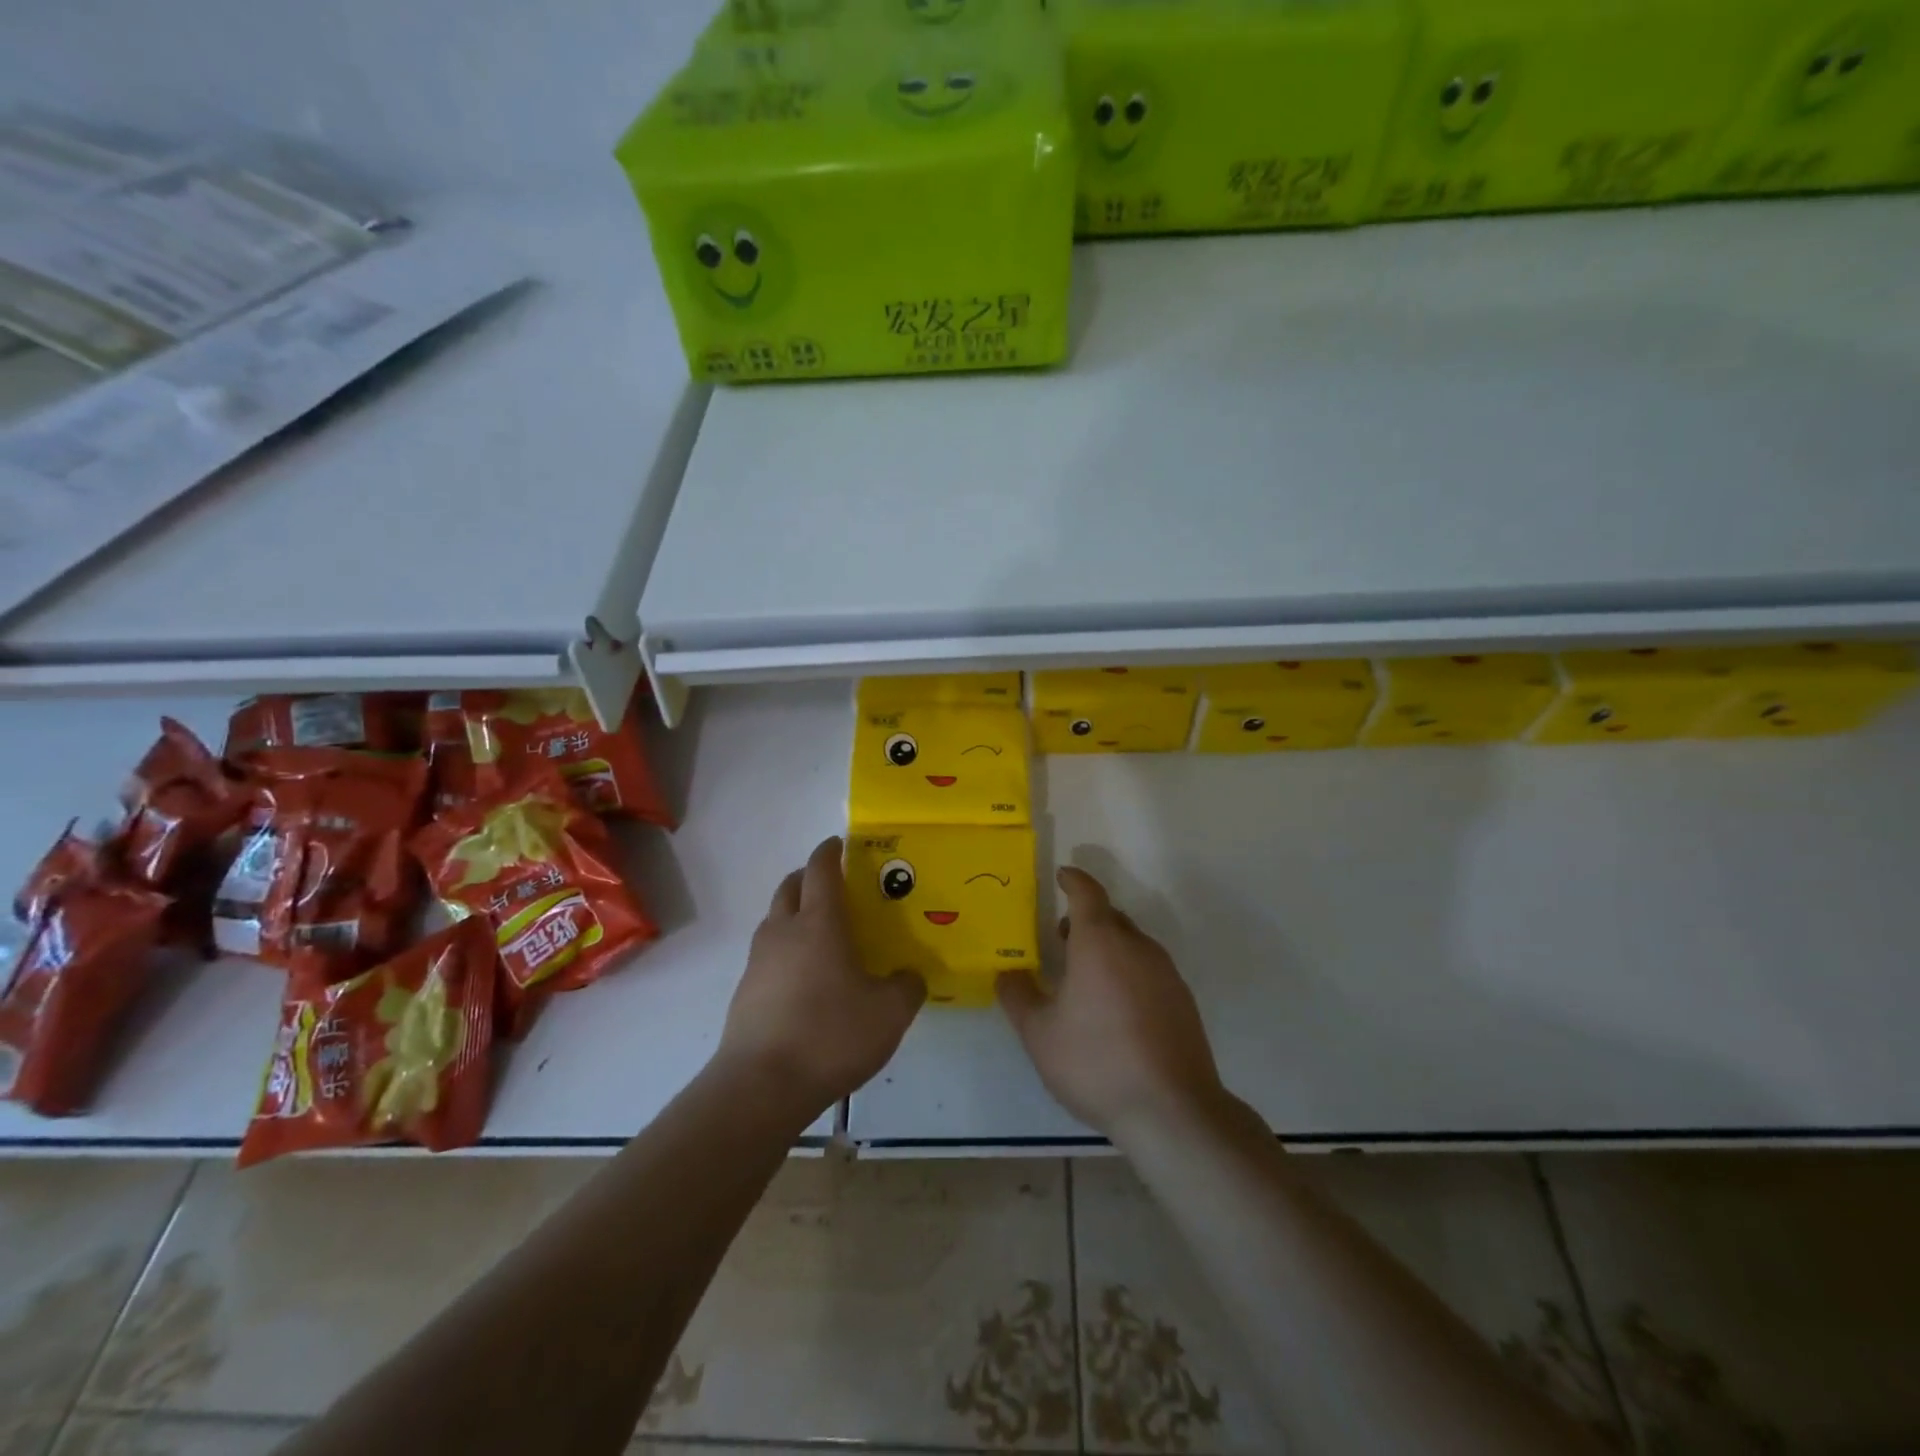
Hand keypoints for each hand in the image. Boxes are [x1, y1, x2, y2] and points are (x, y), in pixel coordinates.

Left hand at [719, 836, 923, 1116]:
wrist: (760, 1086)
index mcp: (819, 923)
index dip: (830, 851)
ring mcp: (759, 961)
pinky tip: (806, 979)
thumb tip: (910, 975)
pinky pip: (768, 954)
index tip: (840, 843)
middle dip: (810, 877)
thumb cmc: (830, 1035)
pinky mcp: (746, 991)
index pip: (821, 869)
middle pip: (791, 886)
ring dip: (795, 912)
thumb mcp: (889, 1013)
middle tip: (835, 885)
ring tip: (823, 934)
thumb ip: (907, 986)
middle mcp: (784, 931)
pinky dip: (786, 949)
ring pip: (775, 919)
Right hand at [998, 865, 1224, 1141]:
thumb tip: (1007, 972)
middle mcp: (1137, 946)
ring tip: (1085, 976)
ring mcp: (1166, 973)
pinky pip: (1149, 969)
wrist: (1172, 1111)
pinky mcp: (1183, 1001)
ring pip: (1132, 943)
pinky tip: (1116, 1008)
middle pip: (1110, 917)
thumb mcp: (1039, 1033)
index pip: (1087, 893)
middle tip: (1061, 938)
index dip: (1073, 880)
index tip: (1061, 875)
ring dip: (1107, 946)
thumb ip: (1018, 995)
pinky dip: (1128, 971)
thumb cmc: (1096, 1062)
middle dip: (1085, 919)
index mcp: (1100, 942)